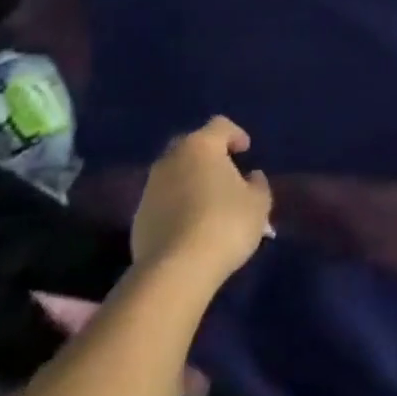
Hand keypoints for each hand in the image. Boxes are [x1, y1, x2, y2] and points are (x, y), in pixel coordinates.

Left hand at [131, 116, 273, 286]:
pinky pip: (163, 201)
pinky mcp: (137, 217)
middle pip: (191, 145)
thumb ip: (257, 184)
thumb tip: (251, 177)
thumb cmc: (225, 224)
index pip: (220, 125)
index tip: (246, 151)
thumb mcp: (259, 204)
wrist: (176, 269)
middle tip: (225, 173)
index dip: (235, 134)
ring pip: (174, 173)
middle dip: (208, 155)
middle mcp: (171, 159)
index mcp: (201, 146)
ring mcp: (150, 188)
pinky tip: (190, 226)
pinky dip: (176, 205)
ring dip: (190, 181)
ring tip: (208, 204)